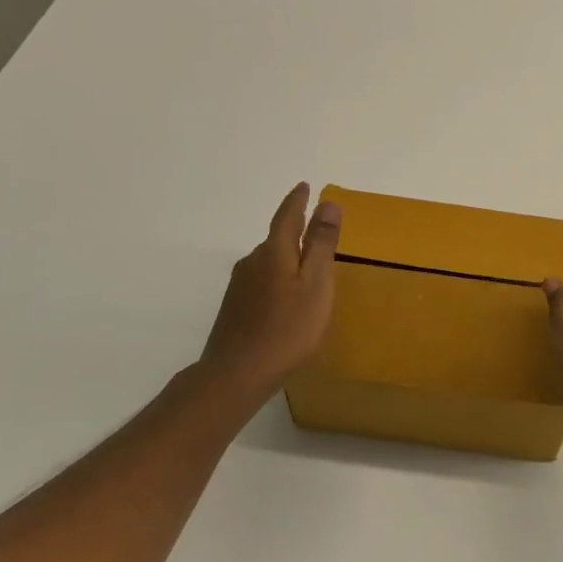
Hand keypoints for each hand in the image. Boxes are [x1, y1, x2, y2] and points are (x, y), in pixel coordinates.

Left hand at [198, 184, 341, 403]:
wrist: (236, 375)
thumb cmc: (287, 328)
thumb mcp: (316, 284)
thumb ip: (322, 244)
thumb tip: (328, 203)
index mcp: (274, 251)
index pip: (287, 216)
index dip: (298, 200)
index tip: (305, 186)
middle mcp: (252, 261)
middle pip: (277, 239)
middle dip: (296, 232)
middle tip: (317, 232)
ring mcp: (240, 286)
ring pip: (268, 262)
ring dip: (287, 259)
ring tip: (306, 270)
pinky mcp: (234, 308)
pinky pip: (261, 282)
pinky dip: (277, 280)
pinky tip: (285, 300)